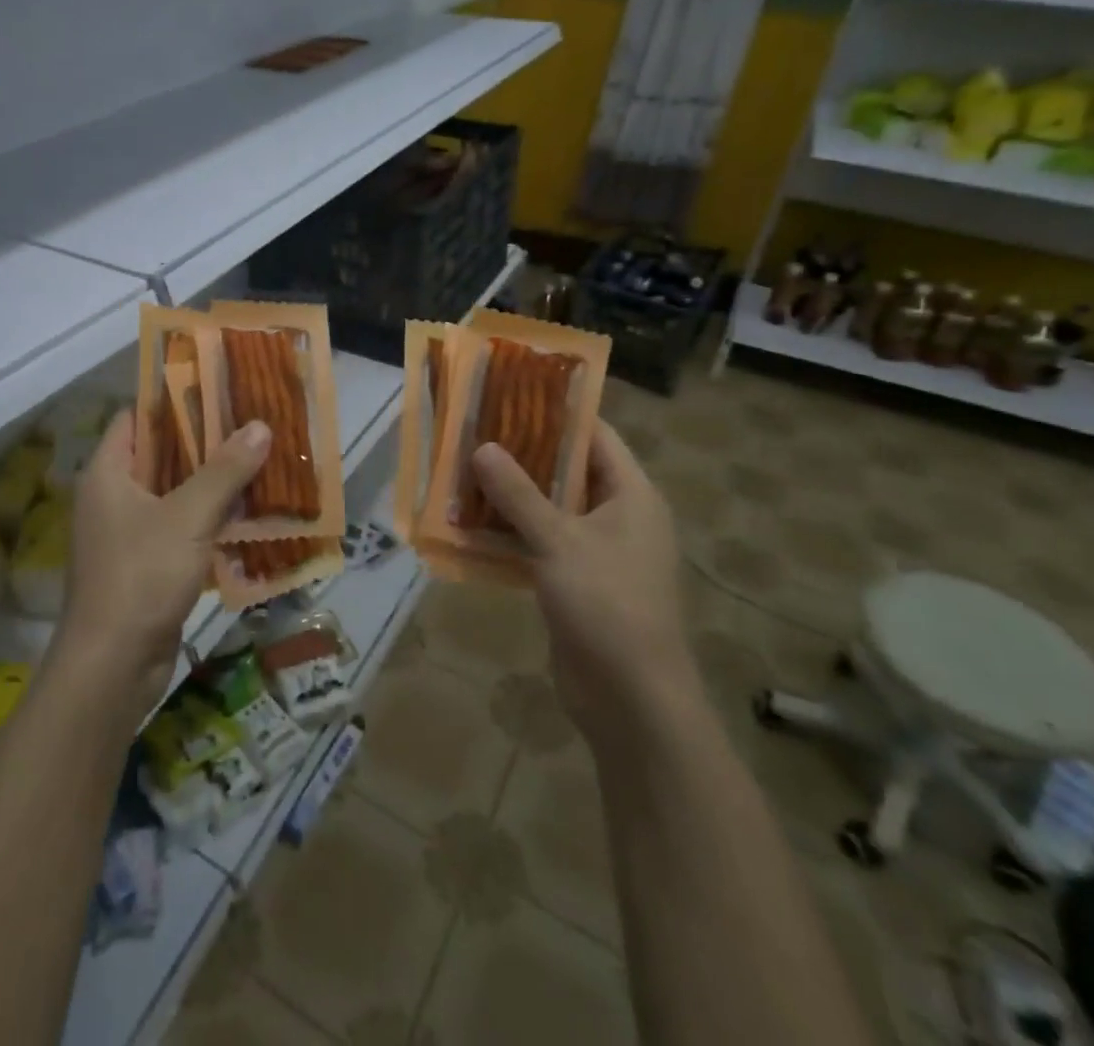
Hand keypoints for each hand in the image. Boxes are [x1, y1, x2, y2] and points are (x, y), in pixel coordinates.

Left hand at [56, 411, 270, 715]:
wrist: (113, 666)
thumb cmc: (141, 576)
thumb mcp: (188, 516)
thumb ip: (224, 470)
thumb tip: (260, 425)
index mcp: (108, 472)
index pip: (138, 417)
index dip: (175, 400)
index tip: (220, 389)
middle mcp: (114, 496)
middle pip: (162, 454)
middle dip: (206, 441)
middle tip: (253, 423)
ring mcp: (129, 532)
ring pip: (176, 492)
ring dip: (214, 481)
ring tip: (261, 460)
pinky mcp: (147, 563)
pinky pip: (182, 526)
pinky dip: (211, 517)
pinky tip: (250, 512)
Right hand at [472, 420, 694, 737]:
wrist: (631, 700)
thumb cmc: (607, 605)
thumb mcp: (559, 541)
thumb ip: (518, 494)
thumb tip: (481, 446)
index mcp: (631, 495)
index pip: (595, 435)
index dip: (556, 412)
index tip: (511, 393)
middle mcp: (618, 516)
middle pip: (567, 470)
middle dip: (522, 453)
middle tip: (474, 430)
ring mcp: (598, 552)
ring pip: (549, 509)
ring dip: (511, 496)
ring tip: (462, 470)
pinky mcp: (576, 582)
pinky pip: (540, 544)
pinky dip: (510, 534)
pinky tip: (469, 524)